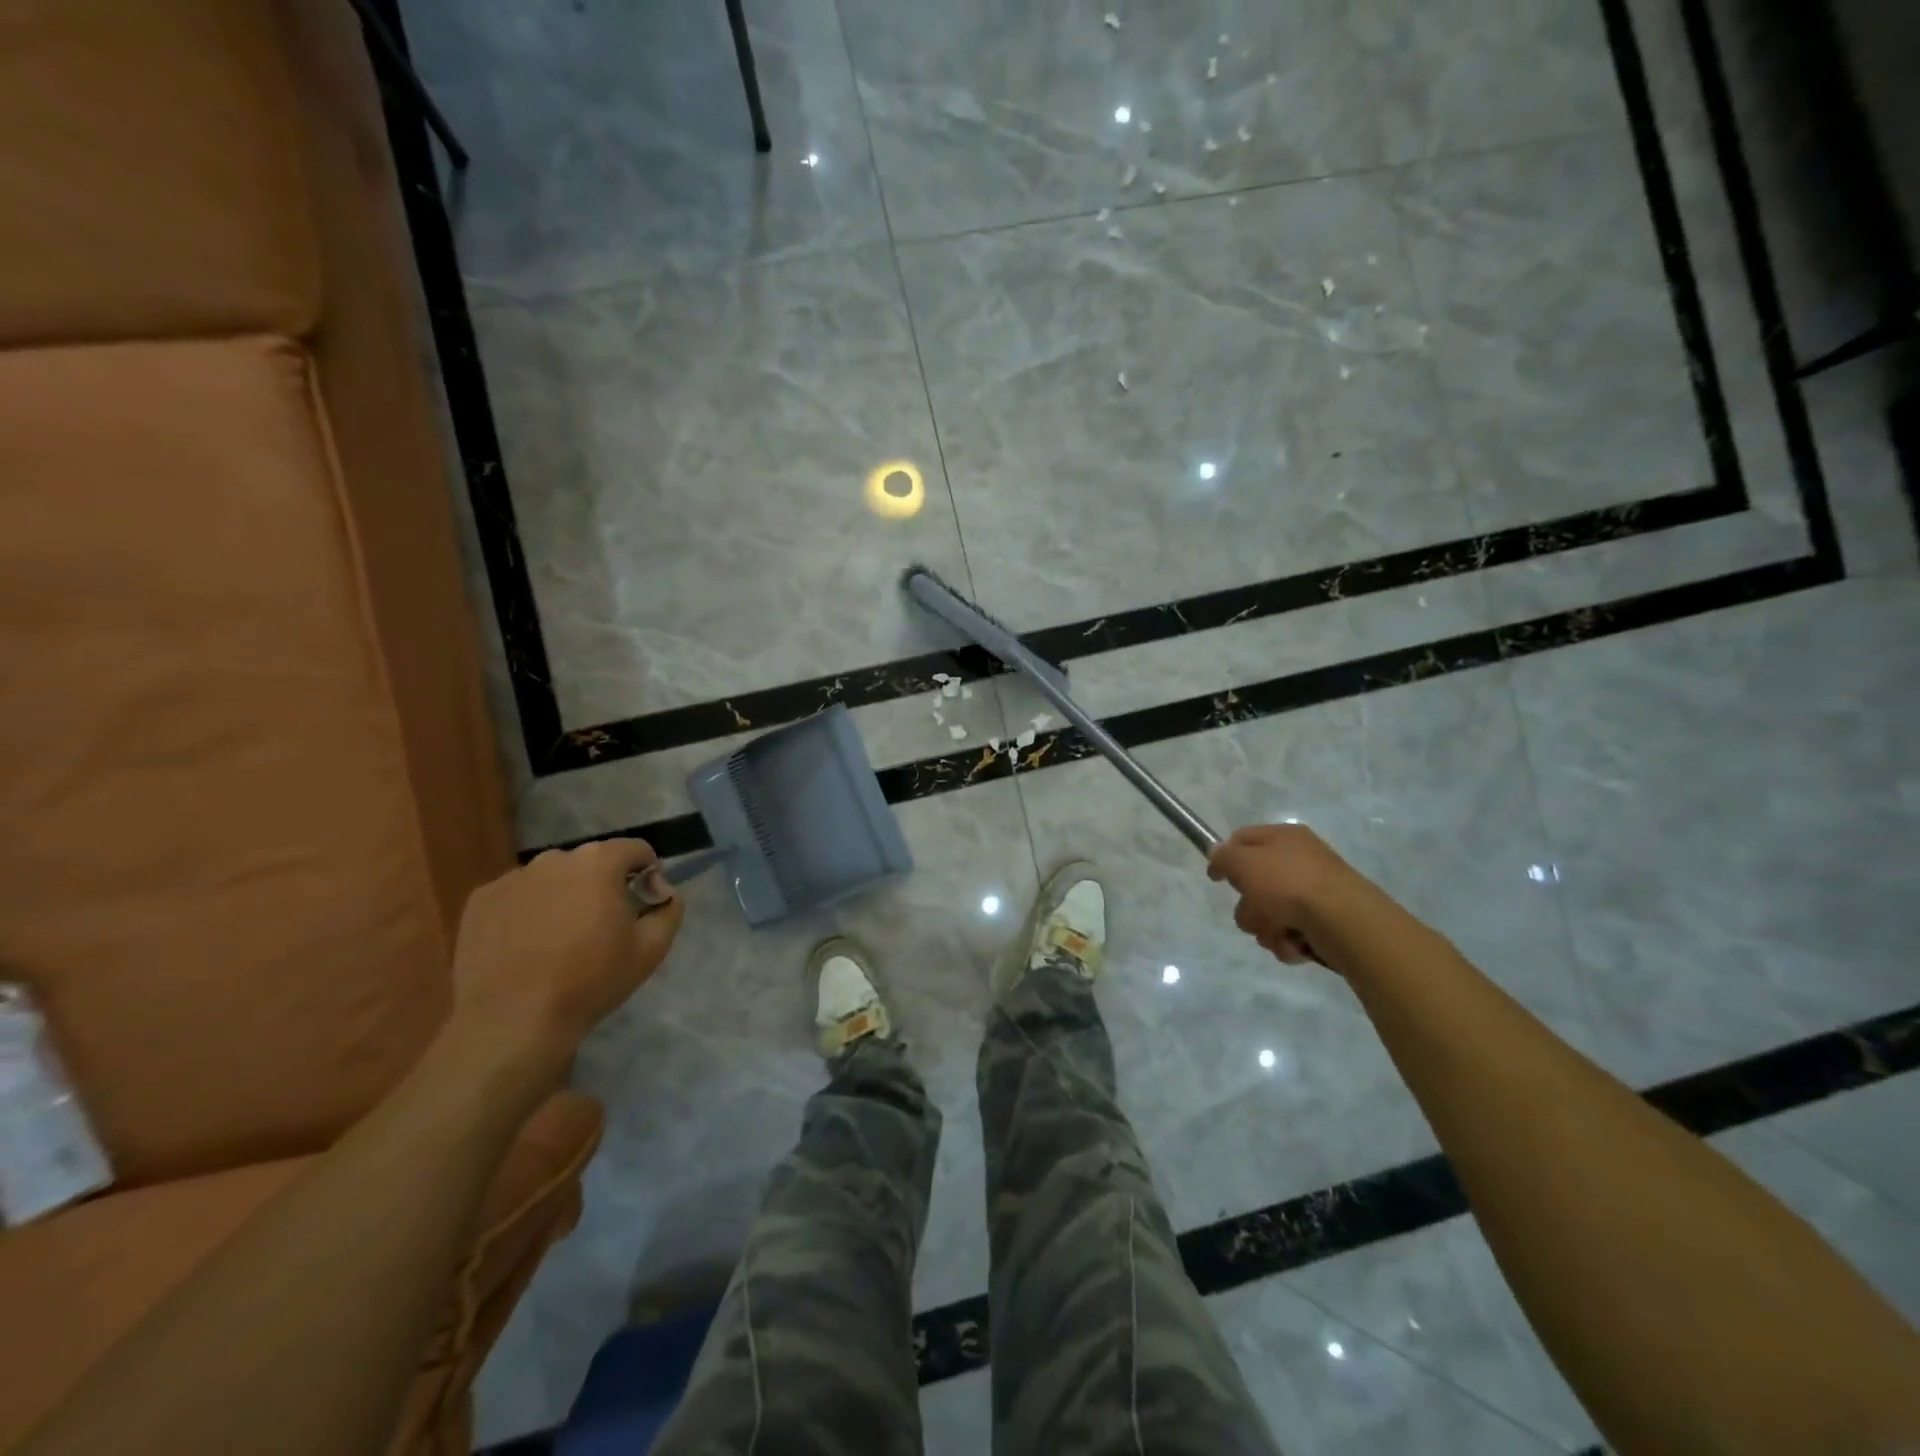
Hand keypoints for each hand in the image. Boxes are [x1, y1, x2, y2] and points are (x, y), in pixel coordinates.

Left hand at [447, 839, 683, 1083]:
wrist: (513, 1021)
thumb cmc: (590, 981)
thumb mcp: (651, 949)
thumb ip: (669, 909)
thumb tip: (663, 891)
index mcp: (598, 863)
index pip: (635, 849)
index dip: (647, 872)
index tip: (645, 902)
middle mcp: (554, 859)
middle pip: (591, 862)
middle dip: (603, 884)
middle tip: (603, 925)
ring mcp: (512, 878)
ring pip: (552, 878)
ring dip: (564, 896)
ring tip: (560, 938)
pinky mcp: (480, 901)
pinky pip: (517, 896)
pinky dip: (527, 910)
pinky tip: (526, 946)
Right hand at [1207, 823, 1357, 966]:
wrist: (1343, 921)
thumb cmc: (1288, 883)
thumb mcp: (1244, 862)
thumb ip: (1223, 856)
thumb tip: (1217, 854)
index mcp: (1284, 838)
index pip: (1243, 839)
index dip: (1225, 857)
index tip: (1215, 878)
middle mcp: (1300, 862)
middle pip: (1254, 884)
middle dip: (1248, 905)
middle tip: (1255, 908)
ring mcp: (1313, 893)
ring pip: (1267, 913)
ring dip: (1265, 927)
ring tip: (1279, 931)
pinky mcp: (1323, 923)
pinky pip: (1288, 933)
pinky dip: (1286, 941)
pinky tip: (1294, 943)